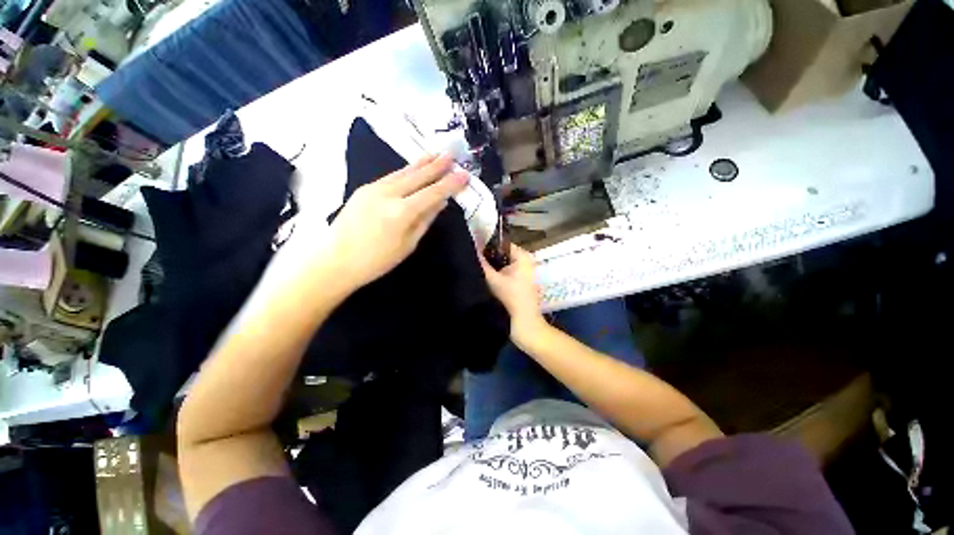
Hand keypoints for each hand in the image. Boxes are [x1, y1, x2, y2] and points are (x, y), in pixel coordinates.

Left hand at [324, 154, 467, 288]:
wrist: (335, 260)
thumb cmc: (376, 260)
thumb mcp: (408, 244)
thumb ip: (425, 220)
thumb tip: (440, 202)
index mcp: (401, 212)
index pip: (432, 193)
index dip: (450, 184)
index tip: (464, 174)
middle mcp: (388, 194)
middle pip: (418, 176)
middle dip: (437, 165)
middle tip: (452, 155)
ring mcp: (373, 188)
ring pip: (403, 172)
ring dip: (421, 163)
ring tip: (435, 154)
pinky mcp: (364, 188)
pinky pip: (391, 176)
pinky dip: (406, 171)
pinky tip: (413, 168)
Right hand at [478, 243, 547, 344]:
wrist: (524, 321)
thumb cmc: (510, 297)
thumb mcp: (493, 279)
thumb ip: (482, 264)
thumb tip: (471, 250)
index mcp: (523, 256)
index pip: (502, 244)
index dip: (488, 246)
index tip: (474, 251)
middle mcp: (527, 261)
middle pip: (503, 254)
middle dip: (490, 258)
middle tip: (475, 261)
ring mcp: (526, 272)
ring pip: (505, 265)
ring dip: (494, 267)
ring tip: (480, 269)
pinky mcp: (524, 282)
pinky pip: (509, 273)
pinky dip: (500, 275)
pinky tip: (489, 279)